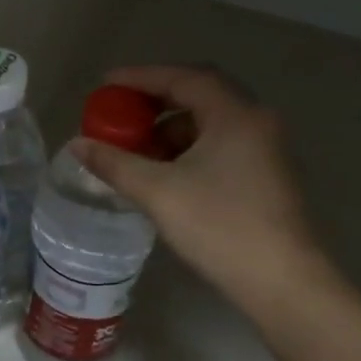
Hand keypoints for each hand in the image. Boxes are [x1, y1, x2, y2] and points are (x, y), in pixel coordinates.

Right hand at [73, 65, 326, 308]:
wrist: (282, 283)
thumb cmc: (219, 226)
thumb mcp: (157, 191)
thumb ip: (114, 162)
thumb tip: (77, 144)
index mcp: (234, 115)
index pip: (183, 78)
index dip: (141, 77)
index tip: (106, 84)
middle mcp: (255, 122)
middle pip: (199, 94)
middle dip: (155, 100)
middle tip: (120, 111)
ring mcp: (264, 149)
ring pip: (209, 122)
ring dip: (169, 128)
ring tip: (135, 148)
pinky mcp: (264, 175)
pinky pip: (218, 144)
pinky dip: (186, 148)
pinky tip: (162, 172)